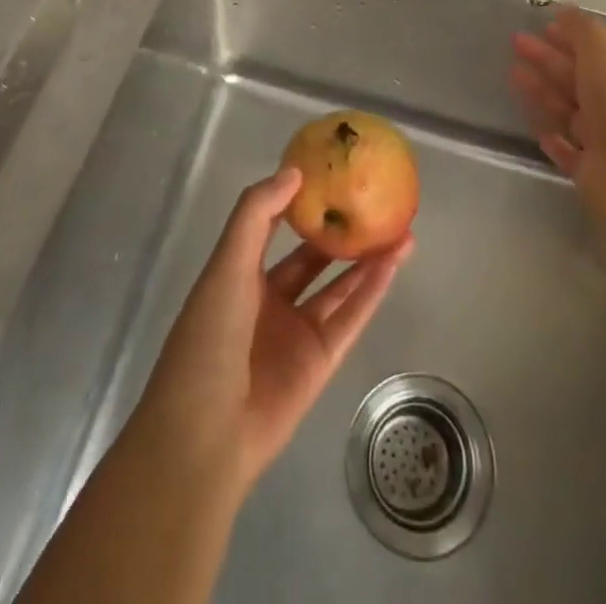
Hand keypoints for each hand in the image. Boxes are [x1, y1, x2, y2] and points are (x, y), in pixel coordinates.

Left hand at [132, 168, 410, 497]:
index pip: (271, 229)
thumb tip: (294, 171)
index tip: (327, 174)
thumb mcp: (226, 265)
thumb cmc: (208, 337)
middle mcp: (269, 301)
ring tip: (400, 228)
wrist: (205, 435)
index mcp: (239, 276)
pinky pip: (351, 318)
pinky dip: (372, 291)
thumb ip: (257, 215)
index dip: (296, 202)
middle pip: (312, 259)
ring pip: (339, 287)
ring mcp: (296, 332)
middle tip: (373, 202)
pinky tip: (394, 262)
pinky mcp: (320, 361)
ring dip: (367, 259)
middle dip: (340, 232)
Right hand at [511, 7, 605, 242]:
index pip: (603, 51)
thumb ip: (583, 30)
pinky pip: (569, 148)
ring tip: (512, 74)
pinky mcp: (596, 171)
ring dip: (544, 91)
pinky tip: (536, 129)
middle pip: (582, 77)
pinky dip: (553, 137)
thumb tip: (566, 9)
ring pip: (571, 110)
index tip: (542, 27)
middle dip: (549, 59)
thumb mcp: (604, 55)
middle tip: (516, 42)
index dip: (572, 37)